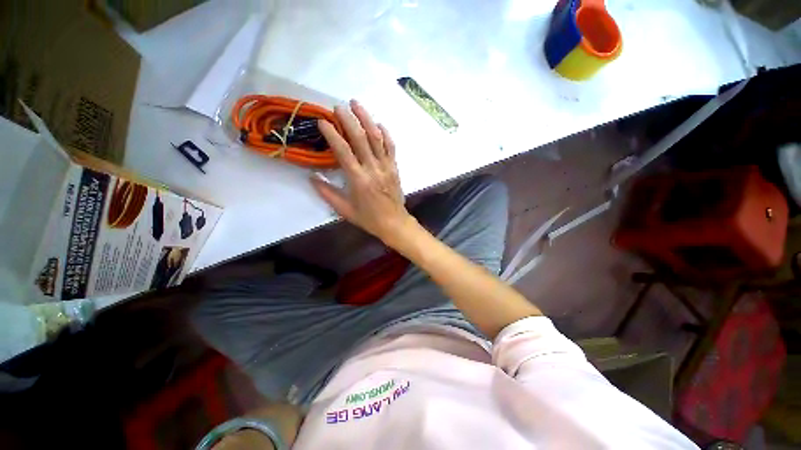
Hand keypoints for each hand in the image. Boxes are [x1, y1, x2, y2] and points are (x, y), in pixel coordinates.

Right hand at [312, 100, 415, 244]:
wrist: (394, 223)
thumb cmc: (368, 218)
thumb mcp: (344, 210)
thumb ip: (327, 193)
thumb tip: (311, 176)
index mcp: (358, 179)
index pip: (343, 151)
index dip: (332, 134)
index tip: (322, 121)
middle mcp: (373, 169)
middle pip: (361, 138)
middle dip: (349, 120)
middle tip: (338, 106)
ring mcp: (386, 166)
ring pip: (377, 138)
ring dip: (367, 119)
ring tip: (357, 104)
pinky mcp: (395, 167)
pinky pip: (391, 147)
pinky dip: (385, 133)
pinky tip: (378, 123)